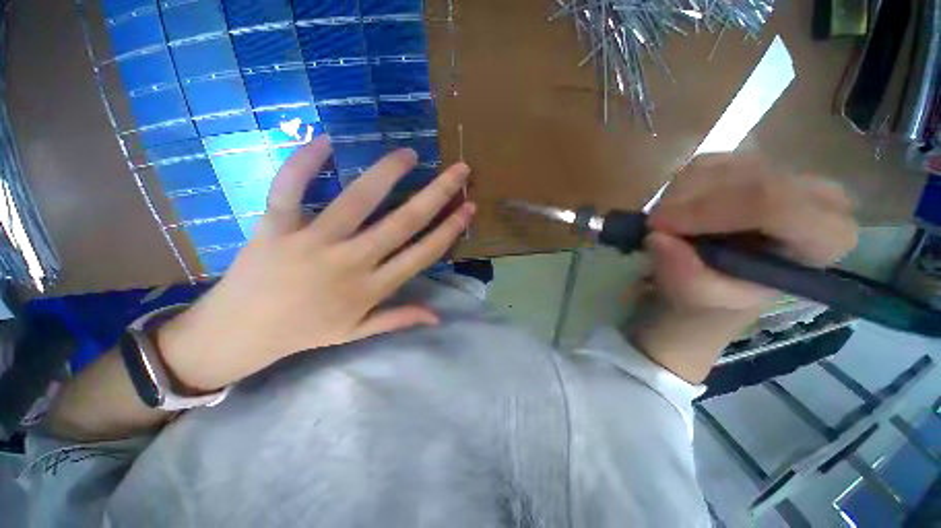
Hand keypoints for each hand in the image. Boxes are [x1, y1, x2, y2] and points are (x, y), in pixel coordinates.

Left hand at [158, 136, 474, 391]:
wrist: (239, 334)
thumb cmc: (304, 332)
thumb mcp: (357, 332)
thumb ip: (399, 319)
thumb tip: (438, 316)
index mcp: (371, 288)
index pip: (423, 253)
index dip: (449, 229)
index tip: (469, 207)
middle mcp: (350, 262)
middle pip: (402, 222)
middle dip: (437, 194)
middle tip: (459, 170)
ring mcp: (312, 242)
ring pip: (357, 200)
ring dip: (387, 173)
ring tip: (409, 154)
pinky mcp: (275, 228)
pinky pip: (289, 189)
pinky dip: (304, 163)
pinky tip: (325, 140)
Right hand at [629, 155, 857, 382]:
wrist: (717, 283)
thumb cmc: (716, 297)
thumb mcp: (699, 300)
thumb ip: (684, 276)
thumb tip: (657, 237)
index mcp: (825, 239)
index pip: (775, 205)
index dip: (709, 211)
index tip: (659, 227)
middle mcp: (817, 197)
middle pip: (747, 180)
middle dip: (688, 203)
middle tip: (655, 228)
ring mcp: (784, 173)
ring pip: (721, 167)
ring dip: (679, 197)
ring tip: (669, 227)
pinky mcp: (751, 164)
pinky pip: (704, 164)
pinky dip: (678, 188)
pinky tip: (678, 212)